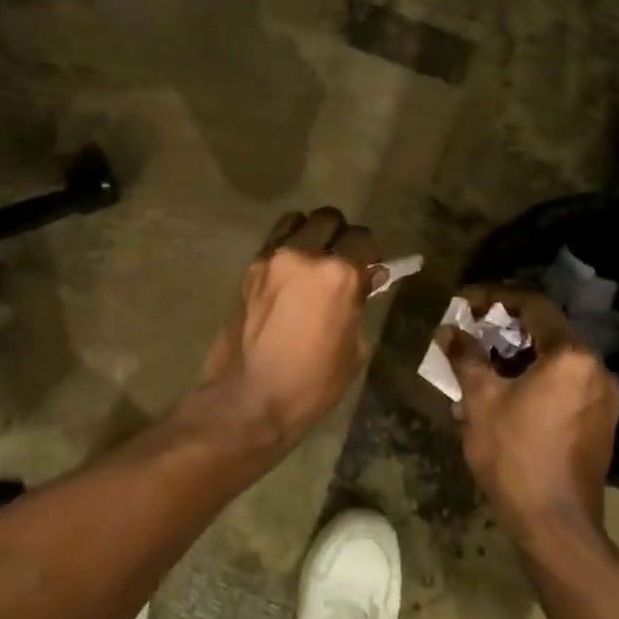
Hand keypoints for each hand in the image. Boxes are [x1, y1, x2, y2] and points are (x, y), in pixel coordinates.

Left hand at [194, 208, 380, 448]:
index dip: (369, 254)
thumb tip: (365, 280)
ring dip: (309, 235)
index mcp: (337, 274)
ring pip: (296, 222)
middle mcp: (303, 255)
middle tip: (341, 260)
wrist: (248, 399)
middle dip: (339, 235)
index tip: (369, 271)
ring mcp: (271, 259)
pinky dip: (286, 250)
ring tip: (311, 262)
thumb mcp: (353, 349)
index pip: (362, 239)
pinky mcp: (249, 269)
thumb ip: (358, 304)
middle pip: (328, 219)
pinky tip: (288, 277)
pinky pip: (274, 244)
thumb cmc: (311, 383)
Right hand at [448, 287, 618, 545]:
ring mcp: (606, 397)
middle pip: (549, 329)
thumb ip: (466, 356)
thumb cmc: (515, 455)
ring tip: (485, 361)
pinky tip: (510, 391)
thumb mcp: (480, 400)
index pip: (534, 304)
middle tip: (472, 329)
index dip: (496, 296)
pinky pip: (568, 382)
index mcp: (572, 356)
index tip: (466, 303)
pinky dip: (539, 375)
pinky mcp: (603, 422)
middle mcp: (598, 369)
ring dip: (522, 352)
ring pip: (559, 357)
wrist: (557, 527)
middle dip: (507, 326)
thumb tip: (450, 331)